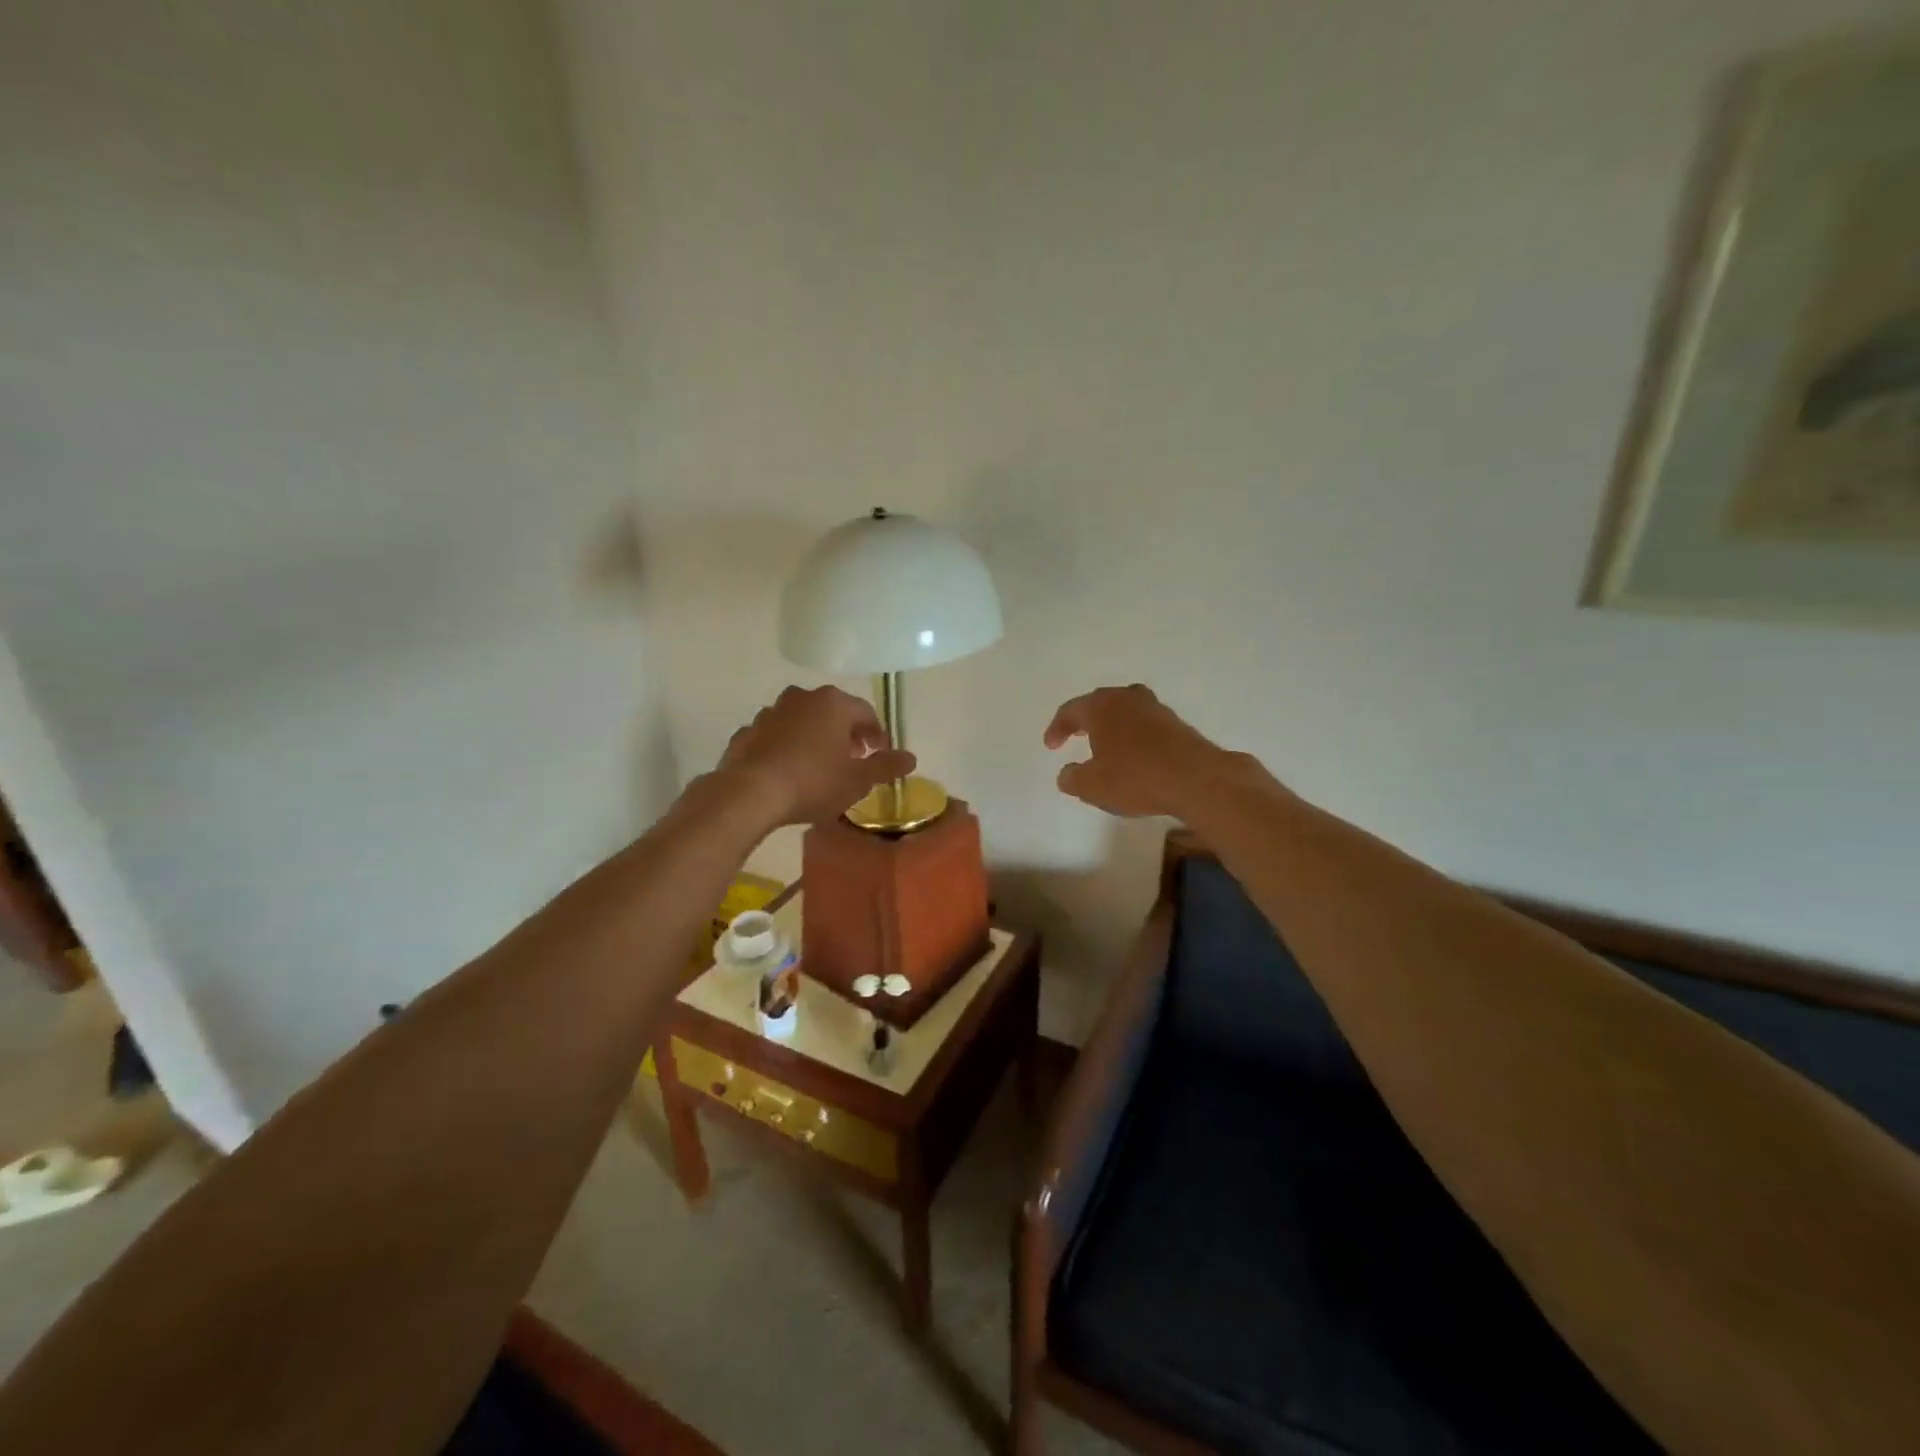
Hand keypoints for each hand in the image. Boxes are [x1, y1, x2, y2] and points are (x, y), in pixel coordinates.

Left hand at [718, 686, 916, 826]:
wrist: (749, 793)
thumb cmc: (813, 782)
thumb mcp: (857, 780)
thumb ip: (886, 766)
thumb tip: (911, 758)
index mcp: (834, 704)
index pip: (866, 712)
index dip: (876, 734)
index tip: (878, 755)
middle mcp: (802, 698)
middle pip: (832, 712)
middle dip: (845, 733)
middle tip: (852, 759)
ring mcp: (770, 712)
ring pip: (801, 721)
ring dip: (813, 738)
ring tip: (819, 766)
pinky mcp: (747, 732)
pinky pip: (775, 736)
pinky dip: (785, 748)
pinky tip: (787, 771)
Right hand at [1042, 684, 1229, 817]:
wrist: (1196, 780)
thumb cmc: (1135, 778)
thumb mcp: (1091, 786)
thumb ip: (1072, 778)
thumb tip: (1067, 774)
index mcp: (1101, 706)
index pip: (1070, 711)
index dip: (1057, 728)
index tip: (1051, 746)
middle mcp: (1128, 699)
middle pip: (1100, 703)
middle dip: (1085, 720)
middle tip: (1075, 735)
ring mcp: (1156, 709)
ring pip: (1126, 711)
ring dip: (1113, 726)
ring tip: (1106, 745)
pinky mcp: (1178, 724)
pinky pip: (1146, 725)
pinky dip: (1135, 736)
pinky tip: (1135, 756)